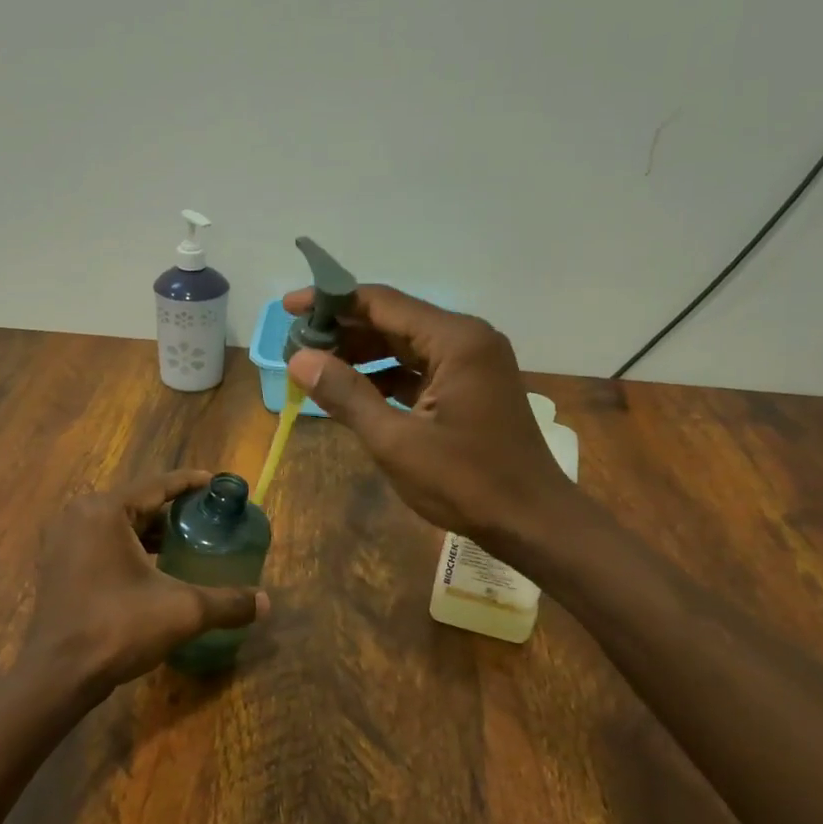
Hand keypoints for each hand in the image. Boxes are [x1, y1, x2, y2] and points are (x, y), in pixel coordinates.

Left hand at [21, 469, 267, 698]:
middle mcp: (78, 515)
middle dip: (171, 510)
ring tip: (184, 542)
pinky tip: (152, 567)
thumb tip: (267, 603)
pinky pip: (100, 542)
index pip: (156, 485)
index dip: (189, 483)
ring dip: (149, 531)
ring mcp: (62, 540)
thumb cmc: (118, 628)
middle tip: (205, 517)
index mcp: (105, 511)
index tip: (215, 483)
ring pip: (117, 525)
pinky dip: (127, 547)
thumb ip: (227, 602)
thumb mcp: (182, 611)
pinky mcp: (56, 565)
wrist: (58, 675)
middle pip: (136, 503)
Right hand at [283, 285, 571, 541]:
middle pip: (394, 319)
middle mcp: (467, 339)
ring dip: (362, 354)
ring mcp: (473, 363)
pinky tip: (352, 391)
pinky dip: (385, 376)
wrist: (532, 521)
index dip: (332, 302)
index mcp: (455, 340)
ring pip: (405, 345)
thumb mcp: (396, 441)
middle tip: (296, 344)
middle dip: (344, 330)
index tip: (290, 307)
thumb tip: (299, 359)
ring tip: (315, 368)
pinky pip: (420, 368)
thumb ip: (346, 395)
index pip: (382, 303)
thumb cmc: (466, 482)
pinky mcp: (471, 387)